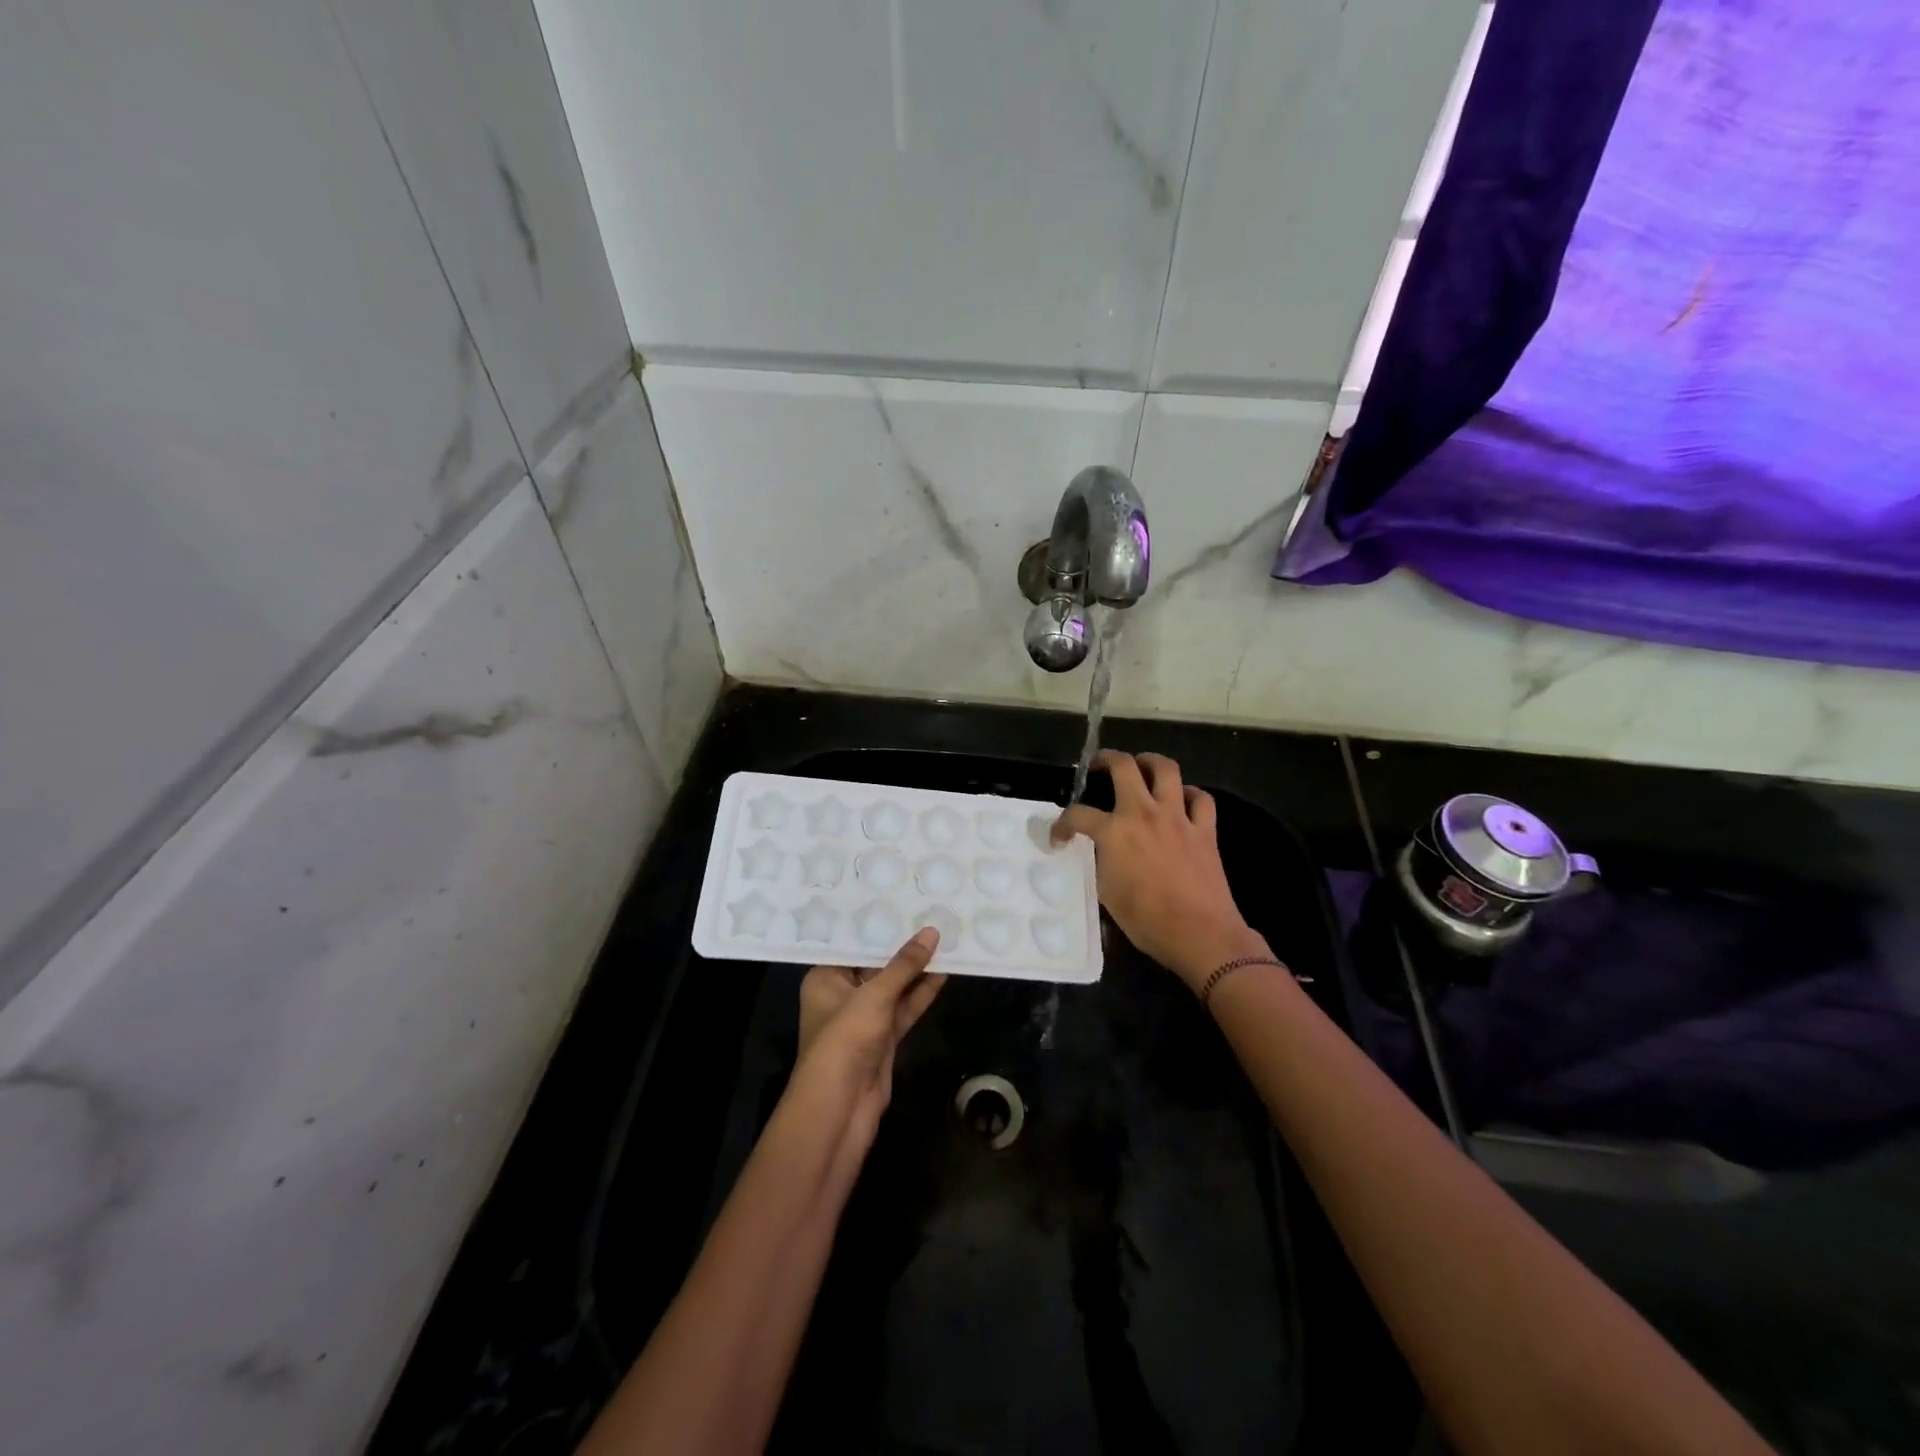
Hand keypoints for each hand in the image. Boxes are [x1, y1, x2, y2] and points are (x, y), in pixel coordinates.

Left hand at [787, 928, 946, 1154]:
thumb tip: (932, 932)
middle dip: (901, 946)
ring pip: (894, 987)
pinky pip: (904, 1008)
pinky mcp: (883, 1039)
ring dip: (916, 970)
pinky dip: (921, 993)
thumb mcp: (874, 995)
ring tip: (945, 939)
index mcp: (825, 978)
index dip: (877, 925)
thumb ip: (904, 965)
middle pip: (875, 964)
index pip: (851, 944)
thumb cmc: (845, 1040)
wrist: (840, 1109)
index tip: (902, 901)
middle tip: (928, 914)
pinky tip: (943, 973)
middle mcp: (842, 995)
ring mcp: (864, 1019)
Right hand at [1052, 751, 1267, 991]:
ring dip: (1150, 762)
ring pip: (1166, 769)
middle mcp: (1143, 813)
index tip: (1060, 836)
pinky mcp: (1204, 829)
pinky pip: (1200, 798)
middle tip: (1099, 766)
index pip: (1077, 815)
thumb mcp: (1108, 893)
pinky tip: (1182, 801)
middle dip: (1106, 759)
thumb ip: (1102, 862)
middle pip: (1123, 766)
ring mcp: (1177, 817)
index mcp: (1113, 832)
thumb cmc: (1147, 920)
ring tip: (1142, 767)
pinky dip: (1190, 794)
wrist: (1200, 934)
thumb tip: (1103, 851)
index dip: (1062, 824)